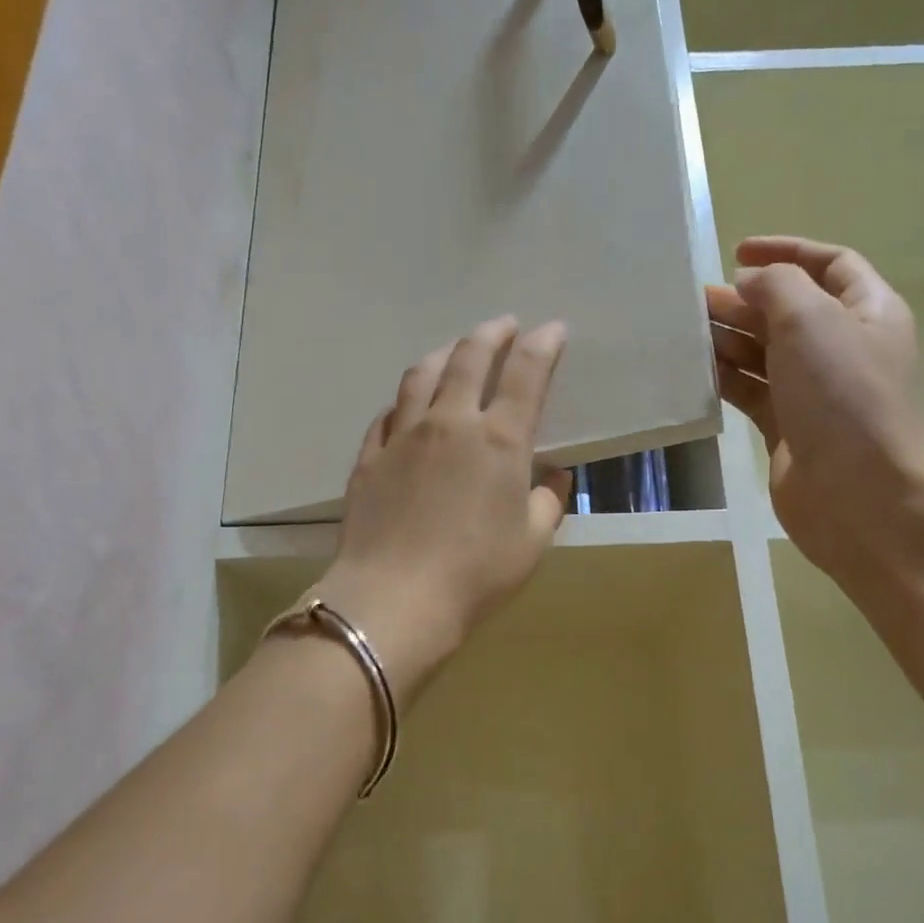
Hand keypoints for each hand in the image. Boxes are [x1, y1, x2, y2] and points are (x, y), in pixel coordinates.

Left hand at [312, 316, 571, 700]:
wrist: (395, 598)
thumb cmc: (476, 573)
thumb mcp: (532, 542)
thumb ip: (548, 501)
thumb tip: (553, 475)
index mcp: (499, 439)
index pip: (525, 372)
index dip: (542, 343)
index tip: (552, 329)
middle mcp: (450, 422)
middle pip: (469, 357)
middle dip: (491, 333)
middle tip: (503, 324)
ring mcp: (403, 435)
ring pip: (421, 374)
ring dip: (444, 353)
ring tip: (455, 350)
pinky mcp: (370, 456)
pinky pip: (388, 413)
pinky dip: (405, 399)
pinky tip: (408, 404)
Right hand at [707, 237, 923, 578]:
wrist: (859, 494)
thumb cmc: (843, 395)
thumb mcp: (812, 319)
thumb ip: (776, 285)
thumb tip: (750, 285)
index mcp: (868, 312)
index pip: (830, 265)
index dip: (787, 251)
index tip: (737, 251)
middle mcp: (844, 348)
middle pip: (790, 310)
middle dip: (745, 300)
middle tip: (695, 300)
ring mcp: (815, 392)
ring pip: (765, 353)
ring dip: (729, 338)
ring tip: (685, 333)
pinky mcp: (789, 429)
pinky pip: (752, 392)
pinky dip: (725, 379)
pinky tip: (694, 372)